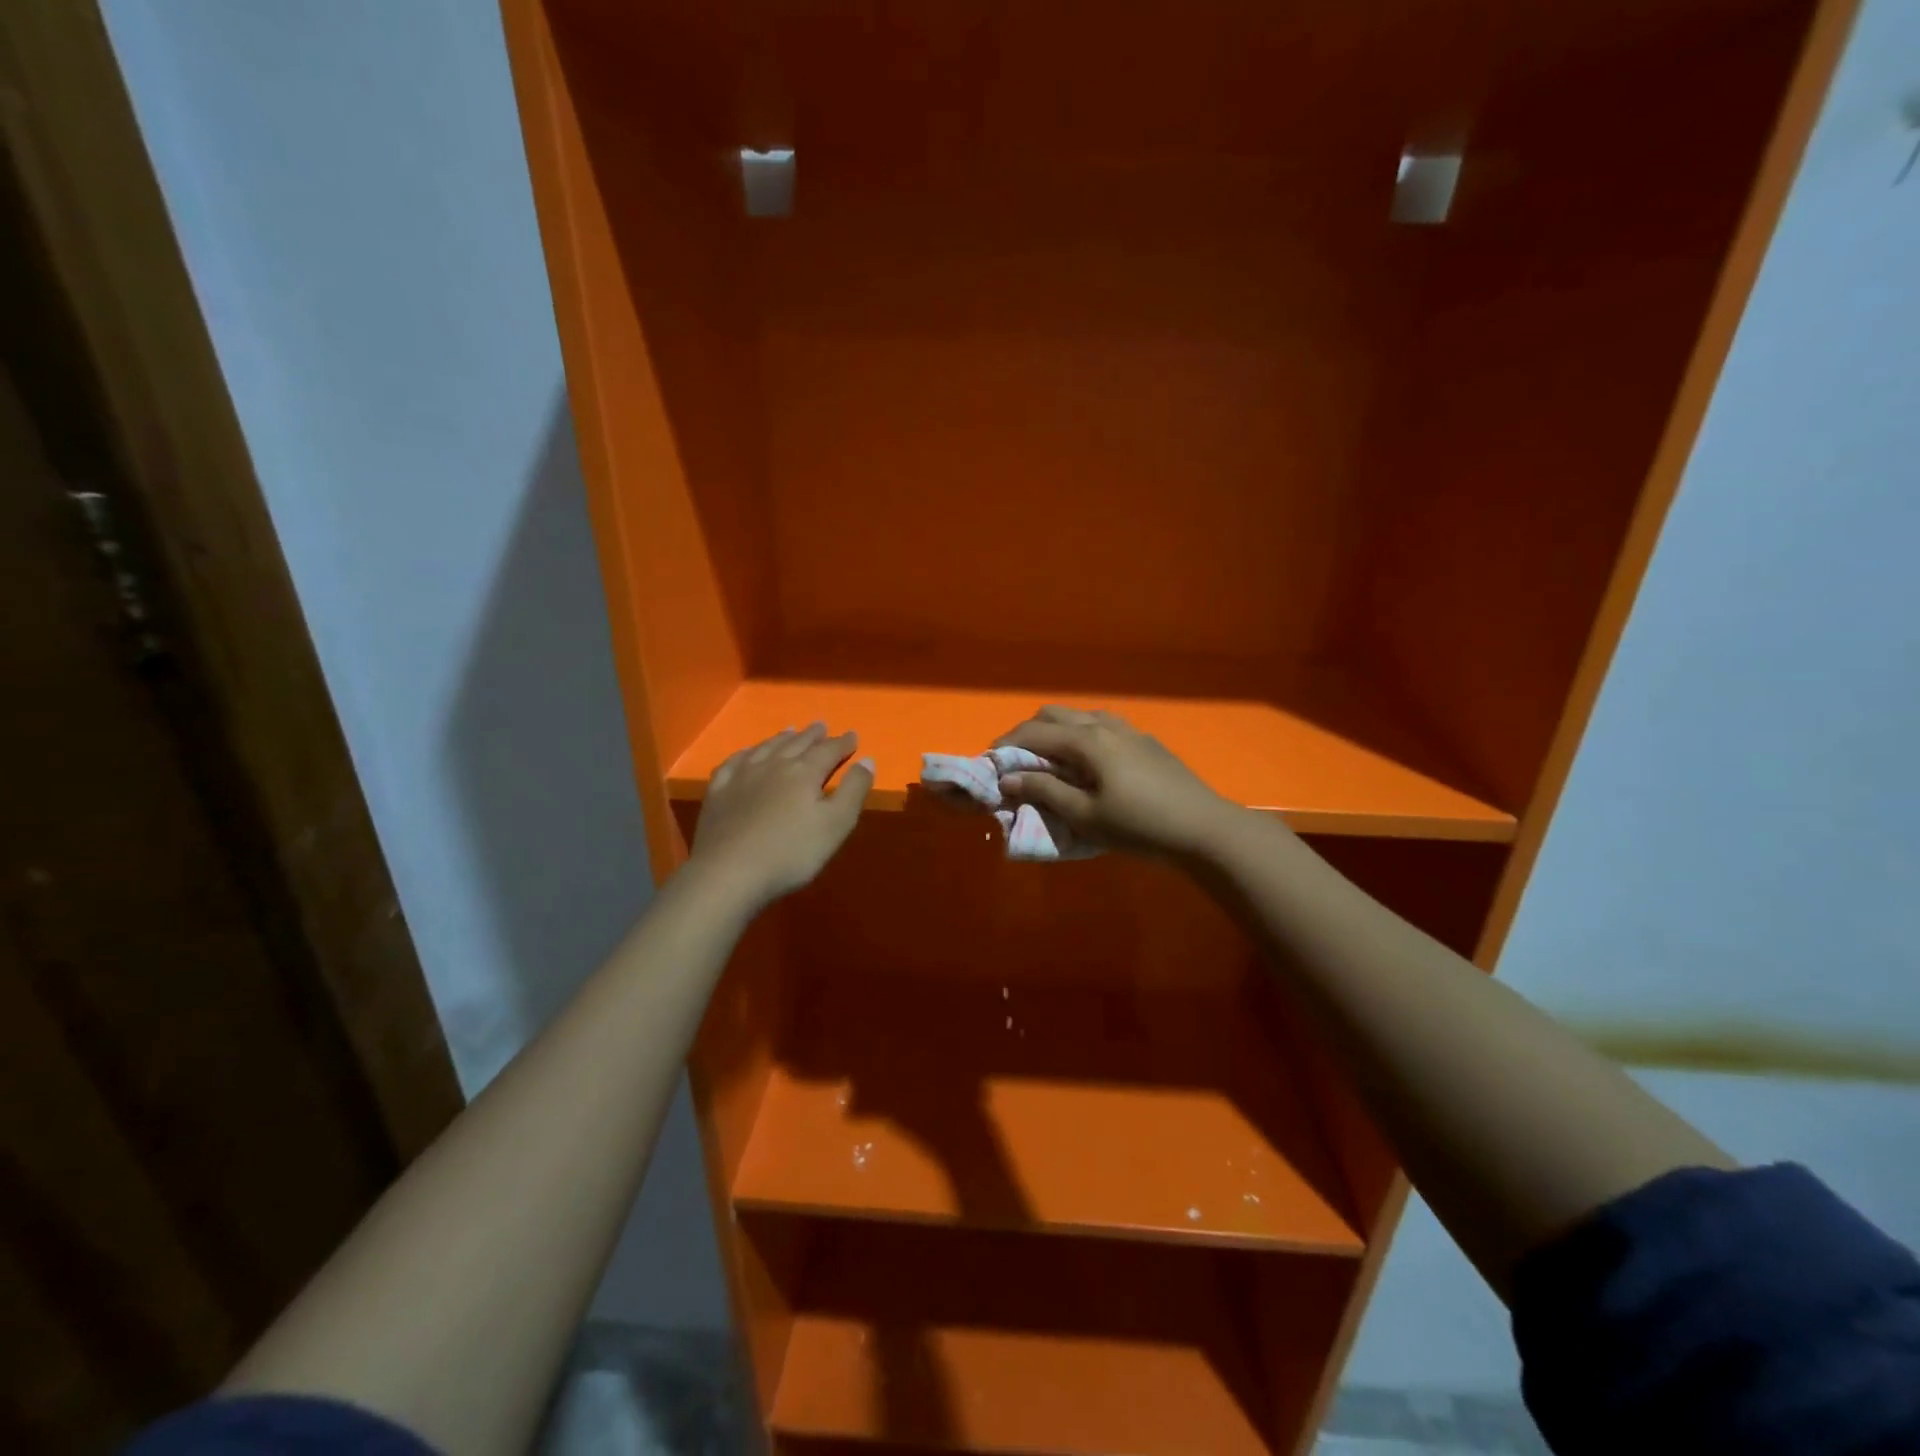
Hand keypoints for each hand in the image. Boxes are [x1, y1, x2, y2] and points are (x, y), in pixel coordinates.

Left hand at [686, 724, 872, 910]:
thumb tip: (867, 759)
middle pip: (797, 744)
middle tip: (821, 725)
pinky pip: (733, 762)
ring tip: (791, 731)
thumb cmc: (791, 852)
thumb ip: (854, 790)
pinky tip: (747, 754)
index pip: (829, 750)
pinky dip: (745, 753)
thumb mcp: (836, 825)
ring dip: (782, 738)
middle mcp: (774, 765)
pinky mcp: (718, 792)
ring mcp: (742, 776)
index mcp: (805, 773)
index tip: (853, 736)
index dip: (843, 743)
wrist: (728, 872)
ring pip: (766, 748)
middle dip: (813, 735)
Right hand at [994, 707, 1246, 858]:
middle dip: (1027, 733)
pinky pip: (1101, 726)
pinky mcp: (1145, 742)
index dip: (1005, 746)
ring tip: (1048, 762)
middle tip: (1015, 762)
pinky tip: (1086, 764)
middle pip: (1054, 715)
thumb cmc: (1138, 825)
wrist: (1202, 828)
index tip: (988, 764)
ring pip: (1080, 717)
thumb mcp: (1084, 815)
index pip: (1033, 733)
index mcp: (1087, 740)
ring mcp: (1129, 730)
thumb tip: (1007, 777)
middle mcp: (1105, 724)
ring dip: (1056, 732)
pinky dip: (1080, 736)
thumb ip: (1044, 790)